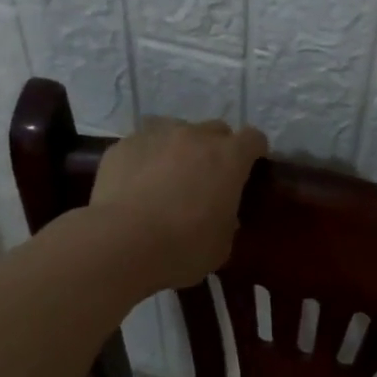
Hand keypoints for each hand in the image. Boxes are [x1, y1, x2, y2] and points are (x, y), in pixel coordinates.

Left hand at [90, 117, 268, 291]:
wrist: (122, 242)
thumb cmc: (184, 247)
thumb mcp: (222, 244)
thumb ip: (227, 220)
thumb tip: (221, 215)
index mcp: (228, 157)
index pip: (253, 138)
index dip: (254, 152)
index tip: (249, 169)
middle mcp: (194, 136)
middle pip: (215, 130)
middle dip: (216, 148)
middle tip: (207, 178)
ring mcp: (156, 136)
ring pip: (175, 130)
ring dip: (178, 148)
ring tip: (168, 177)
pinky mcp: (122, 146)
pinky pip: (141, 146)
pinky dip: (144, 159)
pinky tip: (135, 185)